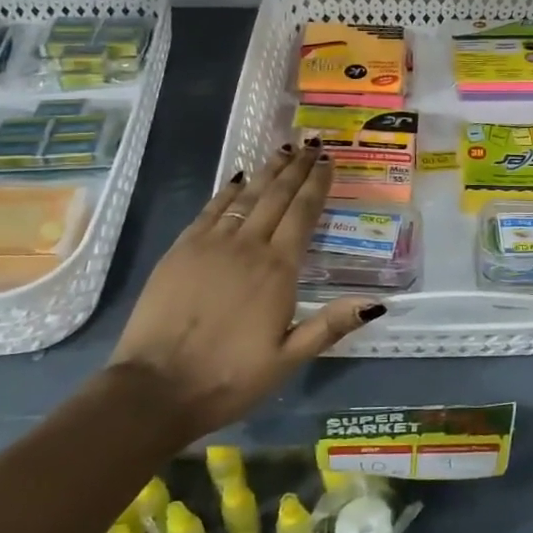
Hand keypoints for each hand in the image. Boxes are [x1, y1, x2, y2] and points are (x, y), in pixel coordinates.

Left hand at [110, 144, 383, 438]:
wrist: (156, 388)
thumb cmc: (228, 378)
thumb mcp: (287, 360)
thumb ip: (330, 325)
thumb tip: (375, 301)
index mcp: (278, 270)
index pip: (303, 214)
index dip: (317, 185)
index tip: (328, 161)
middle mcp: (248, 246)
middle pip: (277, 196)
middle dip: (296, 168)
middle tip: (311, 144)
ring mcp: (211, 244)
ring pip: (246, 197)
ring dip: (266, 172)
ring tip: (283, 150)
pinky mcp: (181, 249)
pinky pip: (210, 210)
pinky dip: (227, 191)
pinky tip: (236, 179)